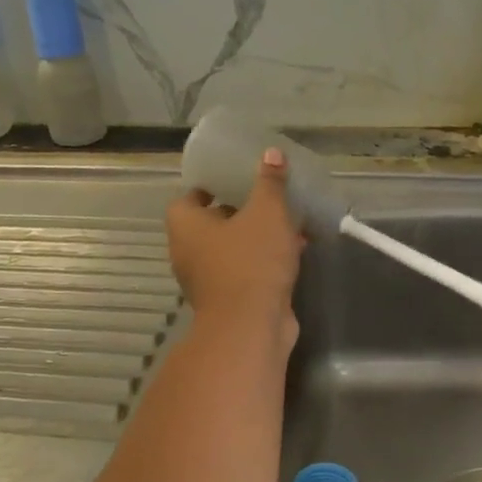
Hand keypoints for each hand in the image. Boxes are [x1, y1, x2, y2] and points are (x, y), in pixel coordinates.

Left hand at [166, 147, 303, 338]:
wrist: (251, 327)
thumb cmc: (251, 261)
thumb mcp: (267, 212)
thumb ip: (270, 182)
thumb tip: (271, 153)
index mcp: (185, 225)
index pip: (190, 196)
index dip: (212, 185)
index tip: (237, 178)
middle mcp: (188, 252)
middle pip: (212, 223)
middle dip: (240, 211)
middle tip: (267, 197)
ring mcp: (207, 279)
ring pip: (232, 249)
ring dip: (257, 238)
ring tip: (289, 223)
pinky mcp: (228, 300)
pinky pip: (246, 271)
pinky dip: (264, 261)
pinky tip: (295, 252)